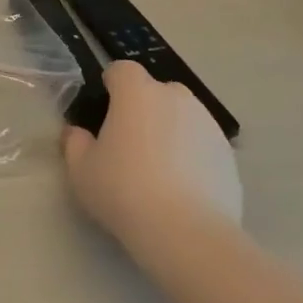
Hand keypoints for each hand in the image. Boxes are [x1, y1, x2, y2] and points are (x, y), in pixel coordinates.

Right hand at [63, 60, 241, 242]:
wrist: (188, 233)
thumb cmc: (124, 191)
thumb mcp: (81, 170)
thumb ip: (74, 143)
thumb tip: (77, 133)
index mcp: (137, 93)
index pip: (121, 70)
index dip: (111, 86)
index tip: (104, 112)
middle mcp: (176, 98)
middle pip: (155, 91)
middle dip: (143, 108)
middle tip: (129, 144)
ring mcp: (207, 124)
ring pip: (182, 116)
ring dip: (169, 130)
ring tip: (158, 170)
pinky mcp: (228, 154)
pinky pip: (201, 144)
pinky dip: (191, 155)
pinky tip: (182, 188)